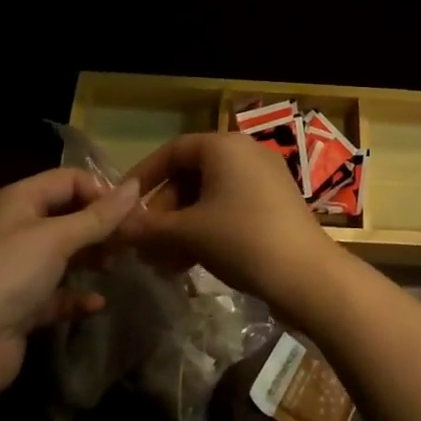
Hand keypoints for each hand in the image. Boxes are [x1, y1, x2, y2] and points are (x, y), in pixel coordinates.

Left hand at [0, 168, 140, 393]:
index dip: (100, 190)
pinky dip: (76, 295)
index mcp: (17, 200)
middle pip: (67, 215)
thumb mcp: (59, 237)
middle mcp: (14, 228)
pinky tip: (97, 303)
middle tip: (132, 239)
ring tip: (116, 266)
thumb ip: (100, 214)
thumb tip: (136, 185)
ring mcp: (15, 268)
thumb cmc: (11, 273)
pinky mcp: (19, 305)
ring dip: (91, 258)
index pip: (67, 179)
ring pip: (63, 254)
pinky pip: (55, 292)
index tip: (130, 211)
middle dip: (100, 226)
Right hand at [116, 133, 343, 314]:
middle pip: (191, 175)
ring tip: (162, 263)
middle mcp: (245, 153)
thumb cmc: (241, 239)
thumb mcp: (189, 232)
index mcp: (224, 146)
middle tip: (144, 244)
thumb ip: (148, 227)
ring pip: (209, 196)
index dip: (144, 177)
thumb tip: (114, 227)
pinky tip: (188, 264)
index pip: (173, 151)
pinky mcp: (274, 204)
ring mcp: (263, 178)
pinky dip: (206, 230)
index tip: (123, 206)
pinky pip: (229, 208)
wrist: (306, 274)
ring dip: (181, 226)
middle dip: (163, 211)